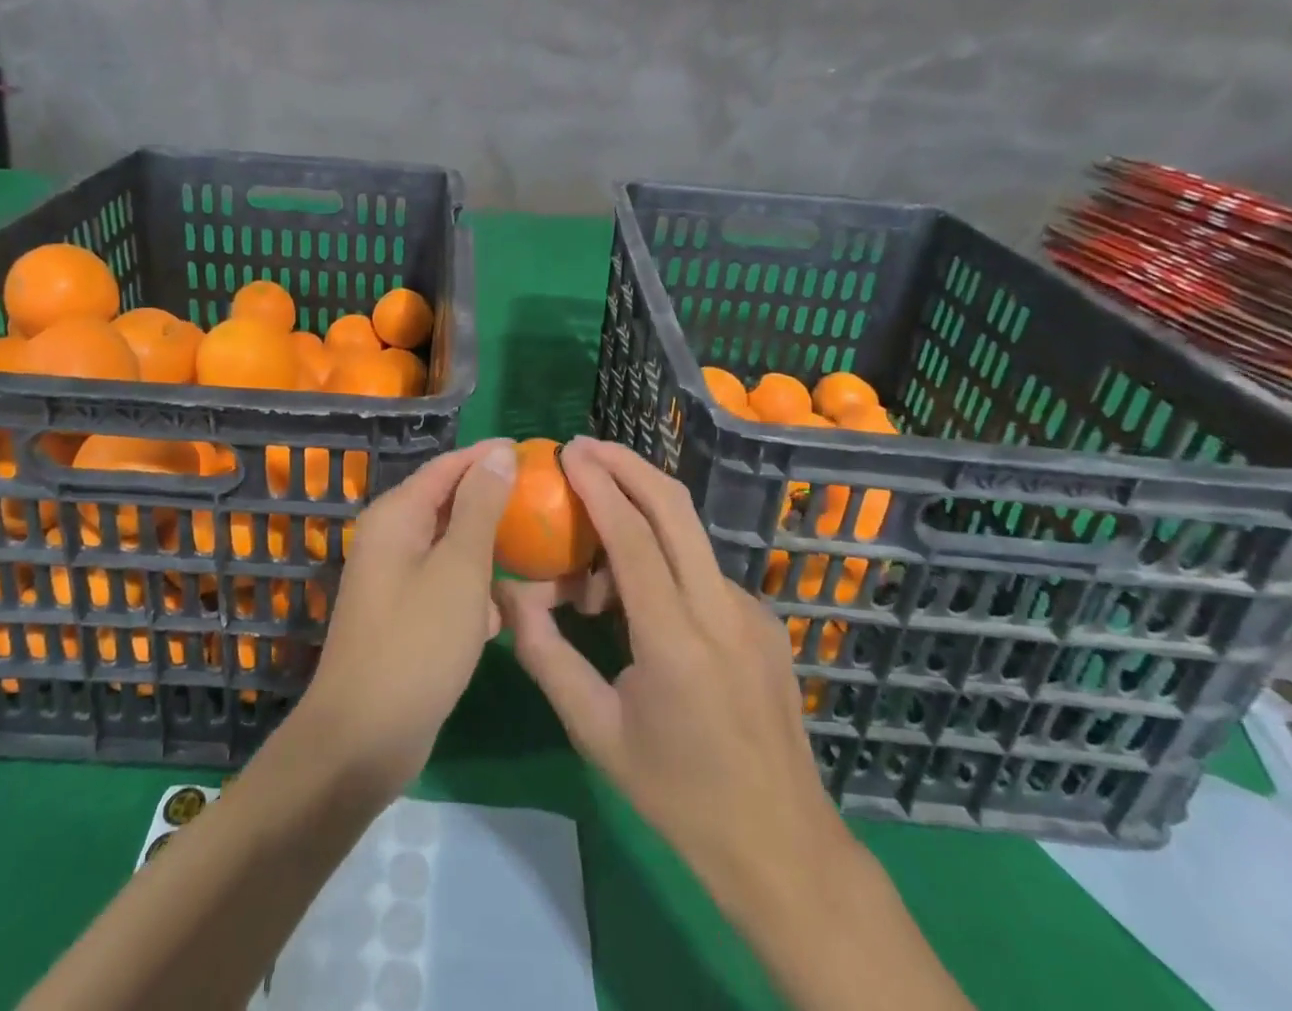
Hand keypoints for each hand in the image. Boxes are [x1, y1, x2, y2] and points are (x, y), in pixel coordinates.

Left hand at [295, 439, 517, 797]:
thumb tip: (497, 453)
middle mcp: (389, 539)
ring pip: (449, 547)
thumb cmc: (417, 644)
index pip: (447, 466)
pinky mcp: (402, 616)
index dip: (488, 456)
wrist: (362, 740)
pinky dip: (473, 589)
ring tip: (534, 550)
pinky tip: (503, 612)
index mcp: (396, 516)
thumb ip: (480, 507)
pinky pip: (444, 585)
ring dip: (487, 549)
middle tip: (543, 501)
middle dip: (493, 501)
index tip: (533, 453)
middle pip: (447, 503)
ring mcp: (393, 579)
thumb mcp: (459, 569)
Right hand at [495, 437, 854, 909]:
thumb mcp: (595, 730)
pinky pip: (702, 570)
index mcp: (675, 640)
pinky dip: (663, 560)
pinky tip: (637, 602)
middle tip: (585, 447)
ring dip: (640, 518)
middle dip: (628, 464)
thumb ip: (545, 654)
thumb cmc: (677, 794)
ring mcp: (751, 612)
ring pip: (688, 537)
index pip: (632, 536)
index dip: (599, 484)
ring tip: (591, 560)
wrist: (782, 845)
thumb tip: (509, 593)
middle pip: (675, 507)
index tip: (569, 451)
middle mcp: (721, 610)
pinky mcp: (764, 621)